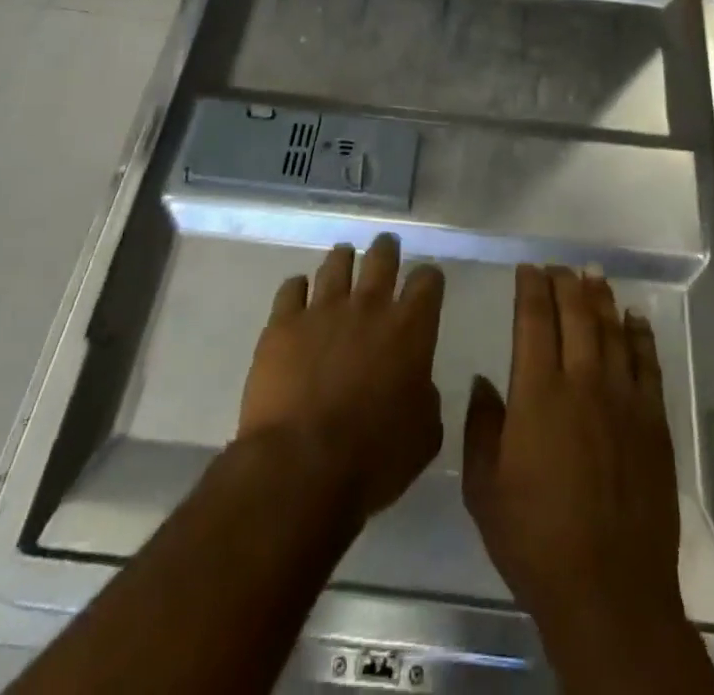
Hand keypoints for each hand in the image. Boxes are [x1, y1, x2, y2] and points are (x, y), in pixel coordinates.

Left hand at [238, 233, 445, 523]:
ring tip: (343, 256)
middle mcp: (369, 307)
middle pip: (381, 258)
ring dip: (343, 258)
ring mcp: (322, 310)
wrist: (300, 468)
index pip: (428, 281)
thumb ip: (426, 397)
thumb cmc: (373, 458)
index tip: (427, 281)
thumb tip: (417, 383)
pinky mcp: (283, 324)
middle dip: (387, 249)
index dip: (429, 278)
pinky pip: (291, 288)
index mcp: (410, 329)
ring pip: (336, 264)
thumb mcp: (424, 435)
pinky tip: (299, 291)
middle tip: (386, 246)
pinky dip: (298, 287)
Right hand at [461, 266, 685, 650]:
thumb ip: (481, 426)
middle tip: (558, 265)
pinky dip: (640, 335)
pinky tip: (635, 317)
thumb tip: (485, 381)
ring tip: (593, 274)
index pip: (533, 320)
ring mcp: (623, 399)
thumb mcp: (484, 487)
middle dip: (565, 282)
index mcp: (537, 392)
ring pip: (612, 330)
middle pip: (576, 314)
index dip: (530, 288)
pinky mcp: (653, 421)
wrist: (609, 589)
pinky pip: (648, 363)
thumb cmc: (535, 539)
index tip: (527, 268)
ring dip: (601, 298)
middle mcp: (582, 382)